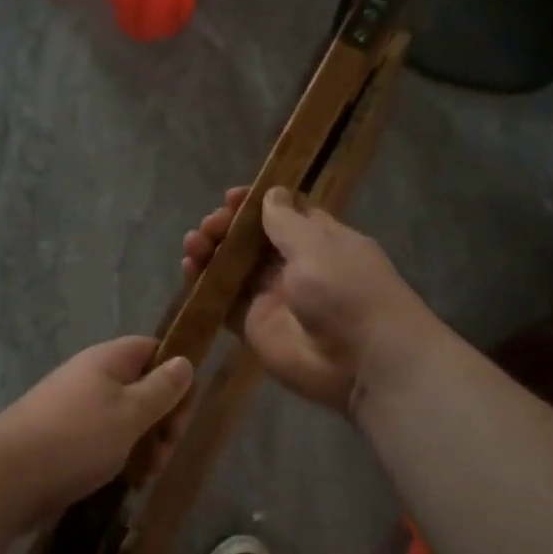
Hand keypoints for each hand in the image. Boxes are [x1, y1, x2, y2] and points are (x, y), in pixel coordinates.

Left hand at [0, 336, 194, 521]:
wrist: (8, 477)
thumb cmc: (77, 437)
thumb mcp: (130, 412)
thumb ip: (162, 389)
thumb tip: (184, 361)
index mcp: (106, 361)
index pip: (152, 349)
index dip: (176, 373)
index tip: (185, 408)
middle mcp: (91, 378)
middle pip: (142, 387)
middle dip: (163, 418)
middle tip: (166, 451)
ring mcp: (76, 410)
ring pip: (126, 419)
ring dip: (145, 443)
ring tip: (147, 473)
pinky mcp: (66, 440)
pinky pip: (104, 441)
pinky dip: (121, 458)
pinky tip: (127, 481)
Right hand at [182, 185, 435, 414]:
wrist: (363, 360)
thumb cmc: (347, 290)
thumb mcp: (318, 245)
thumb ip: (286, 222)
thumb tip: (271, 193)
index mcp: (318, 239)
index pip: (282, 213)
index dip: (255, 203)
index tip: (232, 197)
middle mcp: (293, 265)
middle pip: (251, 239)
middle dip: (227, 226)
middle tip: (211, 224)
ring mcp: (271, 296)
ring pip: (232, 267)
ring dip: (211, 250)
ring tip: (195, 242)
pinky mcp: (253, 325)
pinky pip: (223, 300)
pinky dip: (203, 283)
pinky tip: (189, 267)